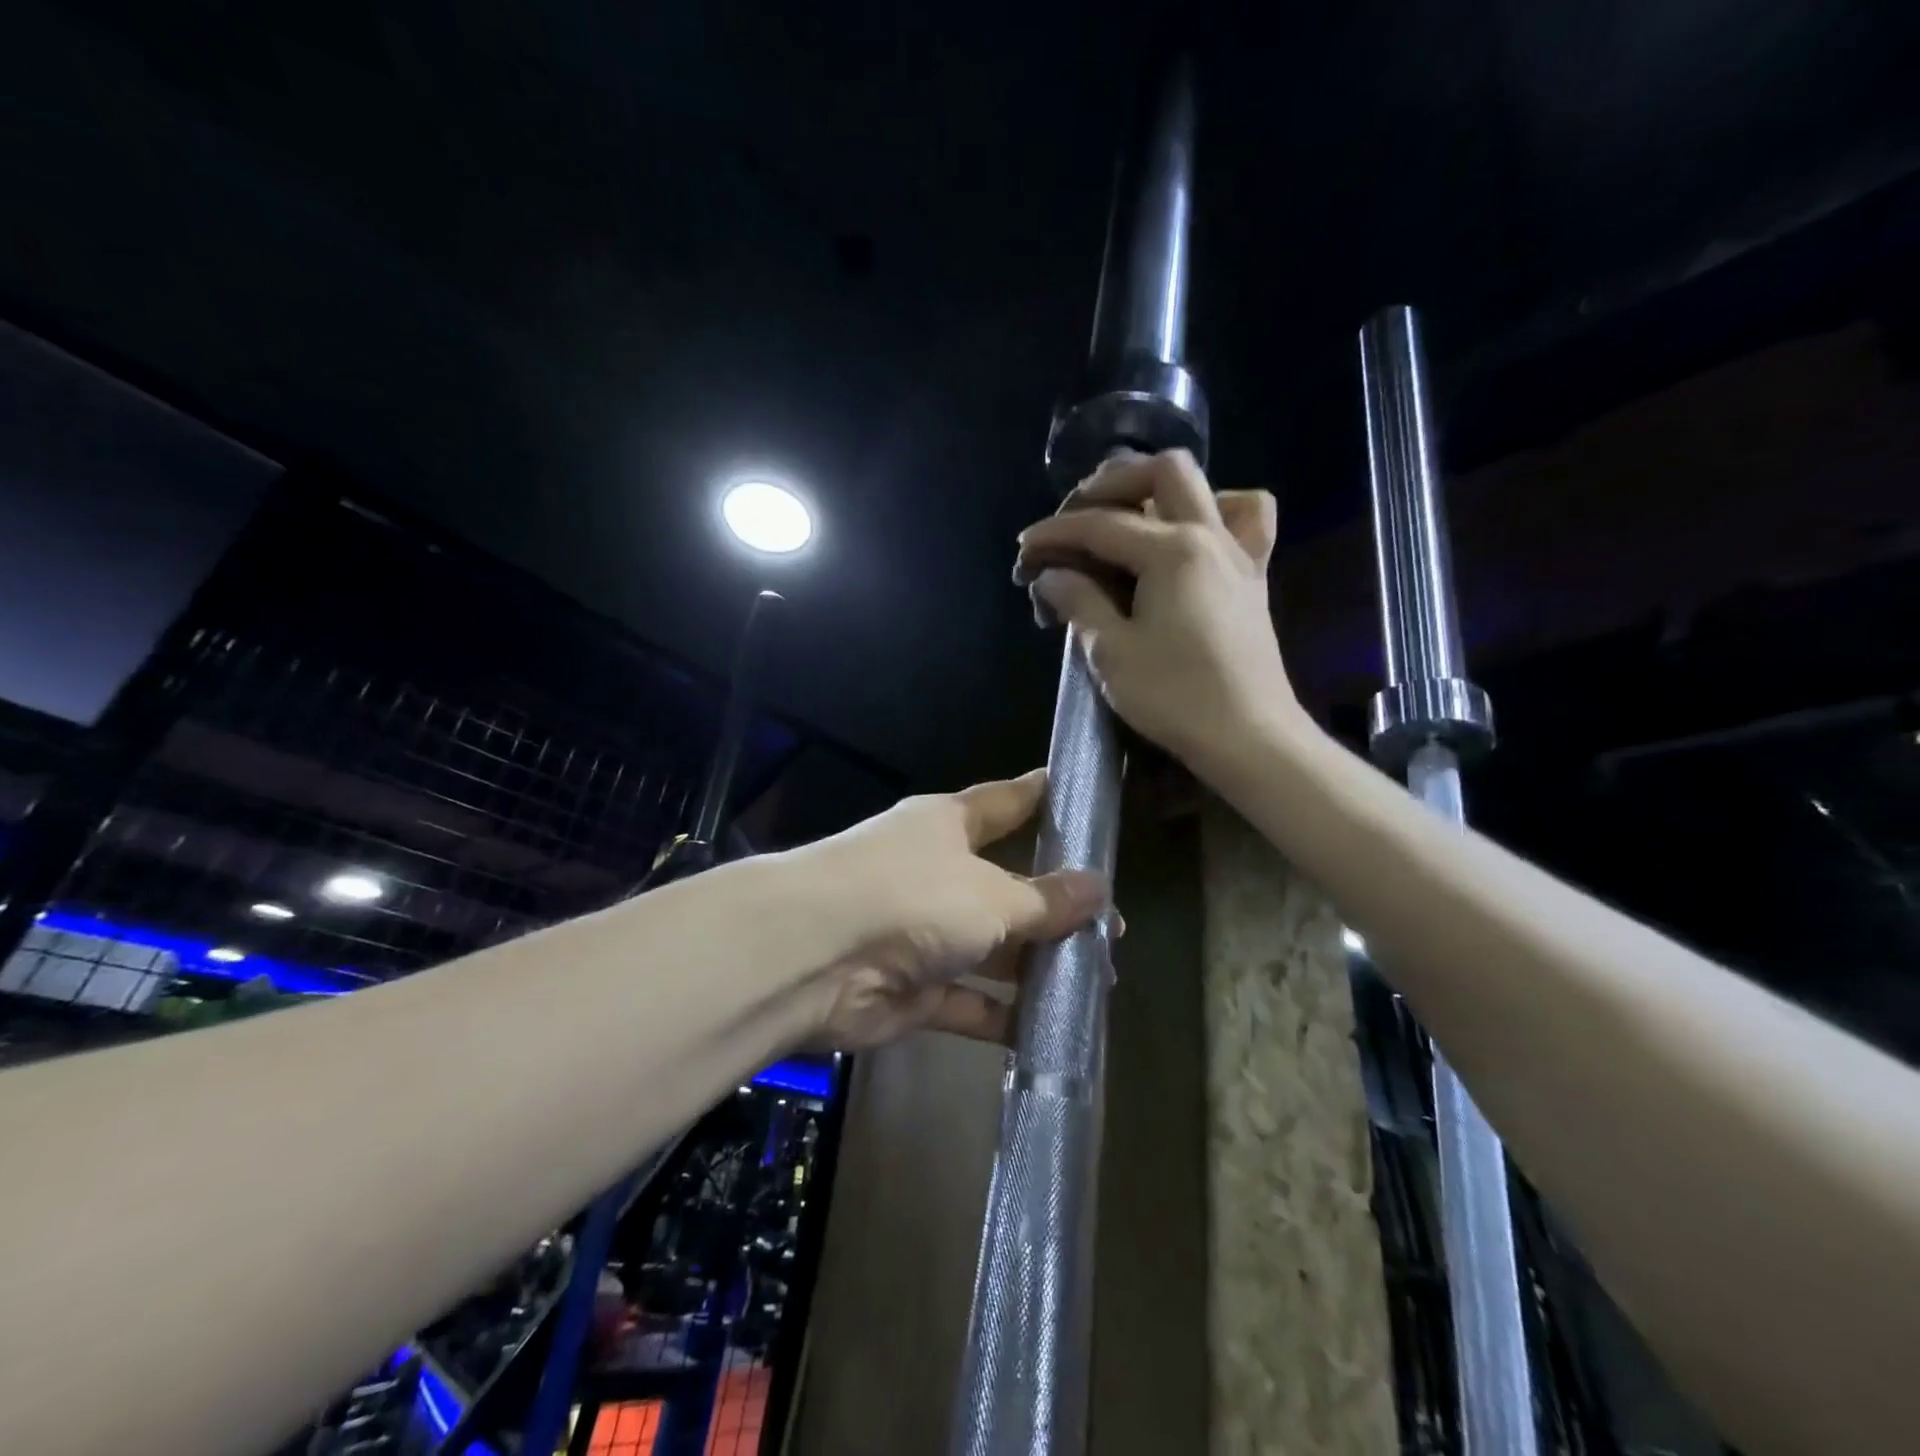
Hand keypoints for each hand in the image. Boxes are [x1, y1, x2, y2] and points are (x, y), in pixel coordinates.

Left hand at [798, 769, 1107, 1049]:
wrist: (815, 959)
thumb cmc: (913, 897)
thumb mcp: (992, 894)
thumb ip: (1046, 900)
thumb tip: (1099, 888)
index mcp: (948, 827)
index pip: (1004, 803)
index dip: (1040, 797)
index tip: (1077, 792)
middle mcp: (934, 874)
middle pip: (1005, 886)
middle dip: (1054, 908)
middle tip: (1113, 928)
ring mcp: (921, 934)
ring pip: (990, 949)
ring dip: (1034, 967)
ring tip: (1095, 981)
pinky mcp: (911, 991)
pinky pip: (967, 1001)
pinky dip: (1000, 1016)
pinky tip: (1048, 1031)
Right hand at [1014, 449, 1298, 773]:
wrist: (1249, 737)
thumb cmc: (1176, 697)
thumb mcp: (1112, 653)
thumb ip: (1080, 603)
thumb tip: (1053, 576)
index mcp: (1172, 551)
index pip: (1101, 525)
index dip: (1056, 532)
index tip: (1025, 547)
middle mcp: (1210, 536)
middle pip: (1162, 472)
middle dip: (1111, 484)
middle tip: (1076, 516)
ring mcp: (1238, 554)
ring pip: (1210, 487)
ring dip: (1164, 490)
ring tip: (1133, 518)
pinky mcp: (1253, 578)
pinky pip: (1247, 521)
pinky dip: (1217, 513)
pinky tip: (1191, 539)